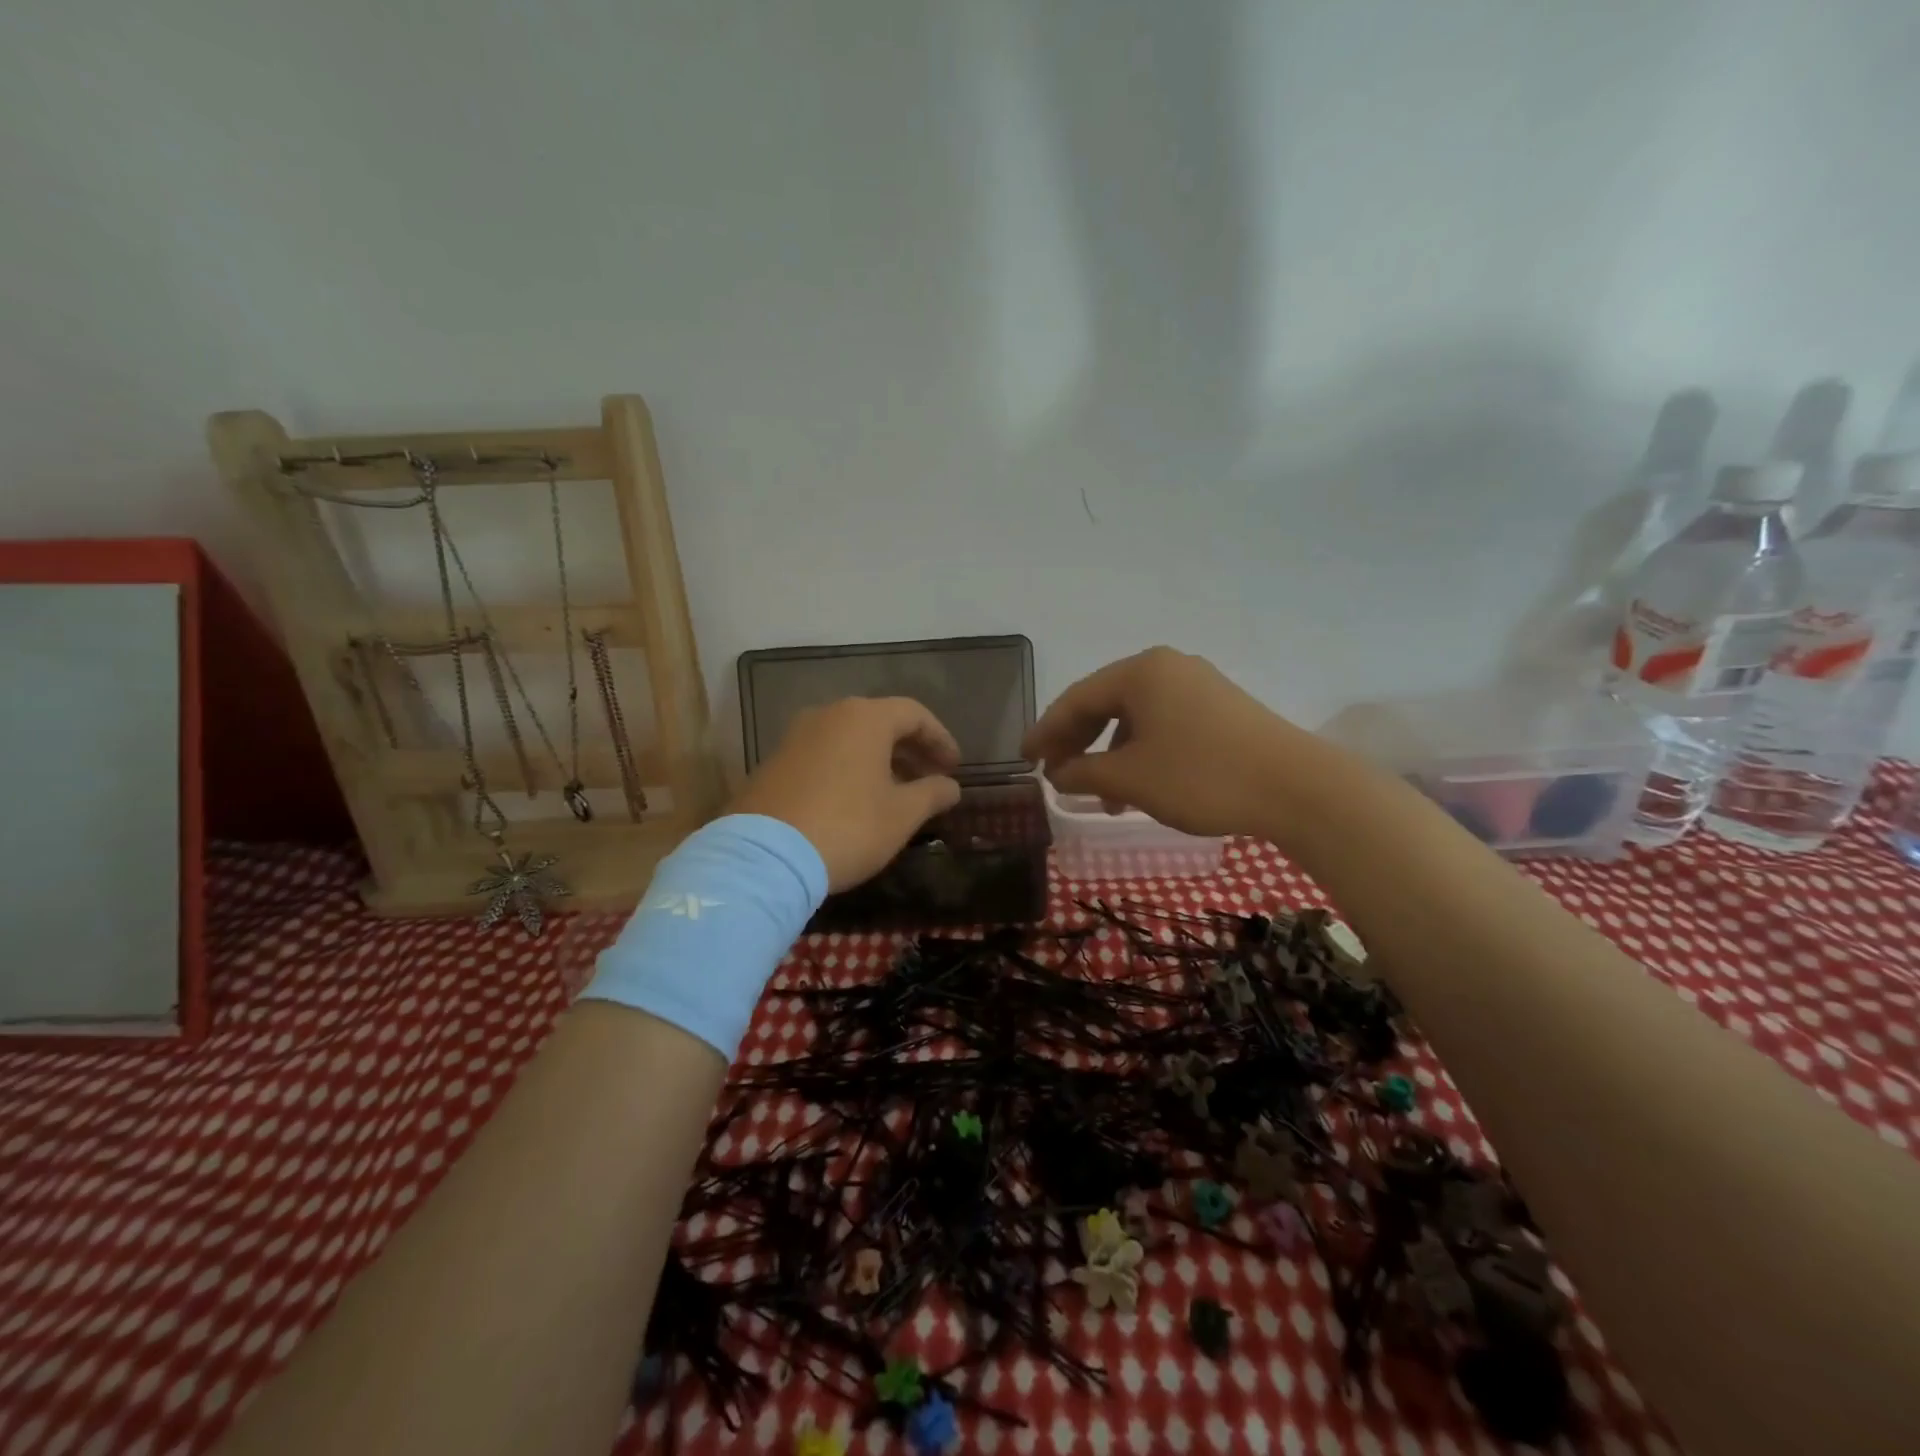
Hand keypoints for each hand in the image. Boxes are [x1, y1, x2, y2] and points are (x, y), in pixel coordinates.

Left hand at [729, 697, 962, 890]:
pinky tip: (855, 800)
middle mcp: (828, 715)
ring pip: (849, 738)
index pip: (914, 714)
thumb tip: (951, 786)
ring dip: (878, 760)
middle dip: (910, 749)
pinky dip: (847, 769)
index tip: (954, 767)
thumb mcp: (902, 815)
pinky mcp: (773, 762)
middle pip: (880, 722)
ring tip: (895, 792)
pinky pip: (823, 755)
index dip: (940, 738)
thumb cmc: (847, 827)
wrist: (764, 857)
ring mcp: (795, 737)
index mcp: (864, 718)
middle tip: (930, 777)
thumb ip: (932, 794)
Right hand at [1022, 647, 1314, 838]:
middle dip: (1078, 743)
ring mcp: (1199, 686)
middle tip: (1055, 775)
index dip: (1046, 731)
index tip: (1025, 760)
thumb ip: (1083, 773)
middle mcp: (1168, 668)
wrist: (1298, 788)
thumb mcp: (1131, 779)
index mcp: (1141, 671)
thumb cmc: (1202, 776)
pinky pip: (1164, 726)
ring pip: (1136, 718)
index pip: (1077, 698)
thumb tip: (1057, 775)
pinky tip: (1139, 789)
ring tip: (1100, 797)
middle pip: (1105, 703)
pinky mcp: (1221, 709)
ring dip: (1110, 755)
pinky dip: (1142, 754)